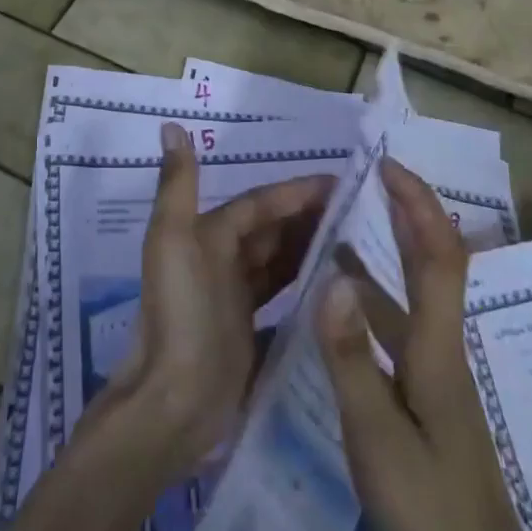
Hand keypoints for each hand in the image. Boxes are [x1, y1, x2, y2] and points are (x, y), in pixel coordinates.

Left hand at [90, 122, 332, 477]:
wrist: (172, 404)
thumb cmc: (179, 314)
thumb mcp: (172, 241)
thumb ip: (177, 185)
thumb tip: (170, 126)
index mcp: (207, 235)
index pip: (259, 203)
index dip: (296, 191)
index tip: (341, 183)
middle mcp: (220, 261)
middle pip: (272, 230)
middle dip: (309, 217)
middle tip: (361, 212)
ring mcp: (235, 299)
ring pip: (280, 262)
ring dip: (310, 248)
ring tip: (357, 243)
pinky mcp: (250, 333)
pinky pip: (283, 299)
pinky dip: (305, 287)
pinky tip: (338, 288)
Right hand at [317, 158, 531, 530]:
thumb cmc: (431, 511)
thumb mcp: (377, 436)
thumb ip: (351, 356)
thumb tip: (332, 276)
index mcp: (436, 348)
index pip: (436, 256)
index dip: (417, 205)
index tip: (388, 164)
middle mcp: (443, 349)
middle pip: (435, 263)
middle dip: (410, 211)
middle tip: (374, 174)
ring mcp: (438, 375)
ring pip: (418, 293)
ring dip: (392, 249)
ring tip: (348, 221)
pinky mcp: (429, 397)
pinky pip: (403, 323)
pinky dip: (378, 293)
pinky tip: (348, 301)